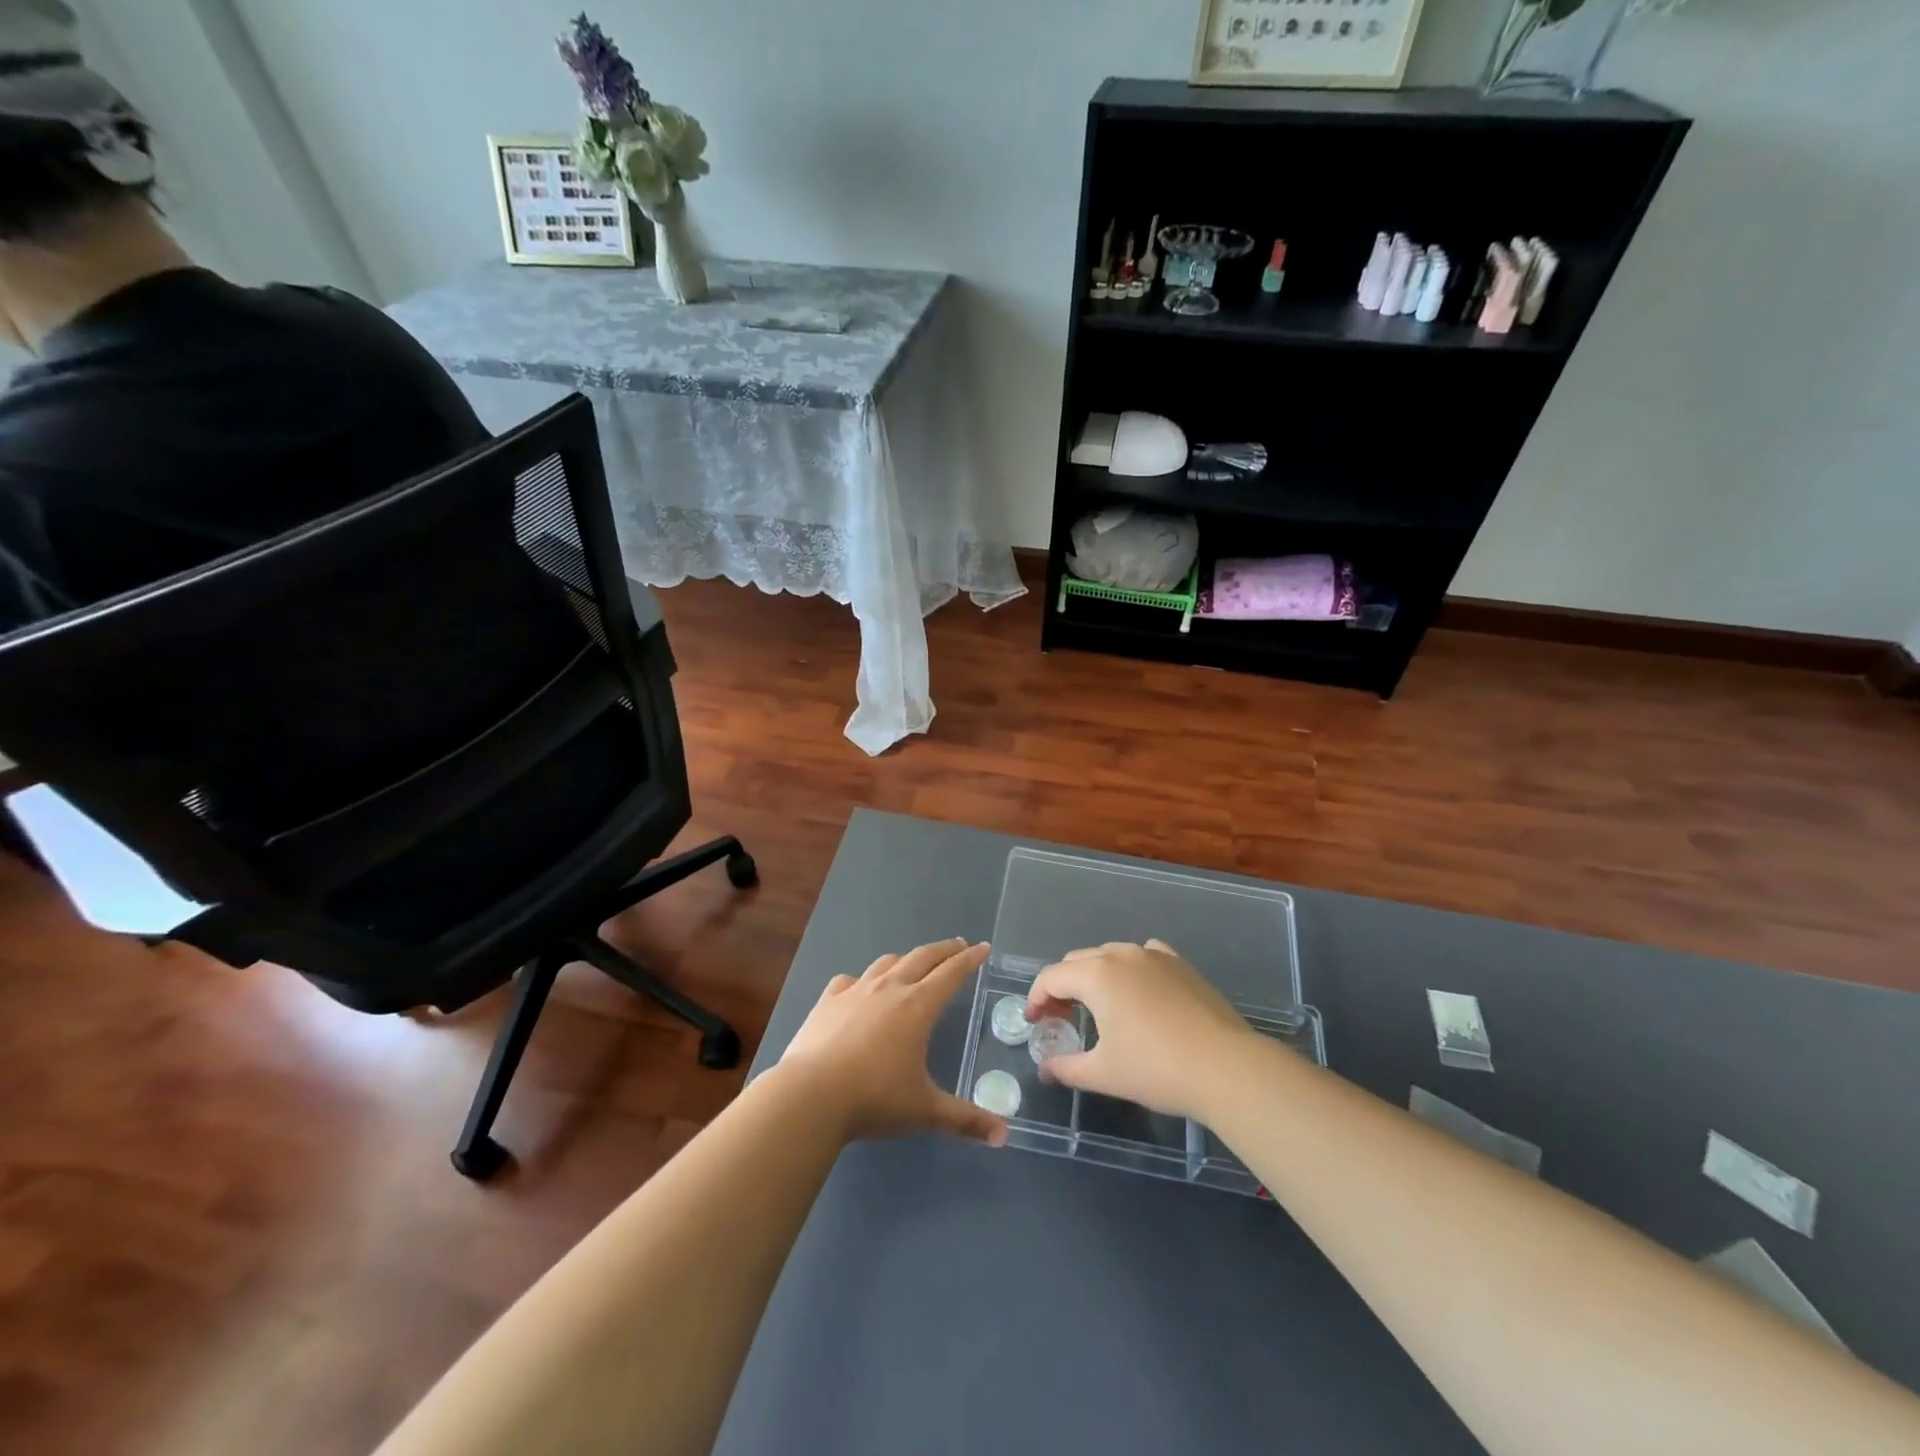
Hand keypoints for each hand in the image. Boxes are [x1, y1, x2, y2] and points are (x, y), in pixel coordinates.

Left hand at [779, 938, 1008, 1147]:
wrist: (810, 1095)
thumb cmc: (874, 1099)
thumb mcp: (924, 1111)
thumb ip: (965, 1120)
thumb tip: (1004, 1137)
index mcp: (918, 1007)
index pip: (951, 973)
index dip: (969, 959)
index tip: (982, 947)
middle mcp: (890, 989)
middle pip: (922, 958)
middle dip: (944, 950)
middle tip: (958, 946)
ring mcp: (856, 991)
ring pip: (887, 963)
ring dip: (906, 959)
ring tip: (914, 962)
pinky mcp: (828, 1001)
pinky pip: (850, 980)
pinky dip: (863, 979)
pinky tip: (860, 988)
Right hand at [1026, 940, 1251, 1118]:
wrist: (1226, 1067)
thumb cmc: (1156, 1069)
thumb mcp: (1103, 1074)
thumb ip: (1066, 1067)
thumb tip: (1045, 1069)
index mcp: (1096, 975)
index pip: (1051, 977)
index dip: (1036, 999)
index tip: (1035, 1023)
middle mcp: (1121, 955)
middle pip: (1077, 962)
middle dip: (1062, 987)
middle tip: (1061, 1020)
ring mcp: (1154, 955)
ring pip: (1110, 956)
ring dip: (1094, 977)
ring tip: (1098, 1008)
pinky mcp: (1180, 964)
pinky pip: (1143, 956)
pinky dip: (1129, 970)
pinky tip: (1138, 993)